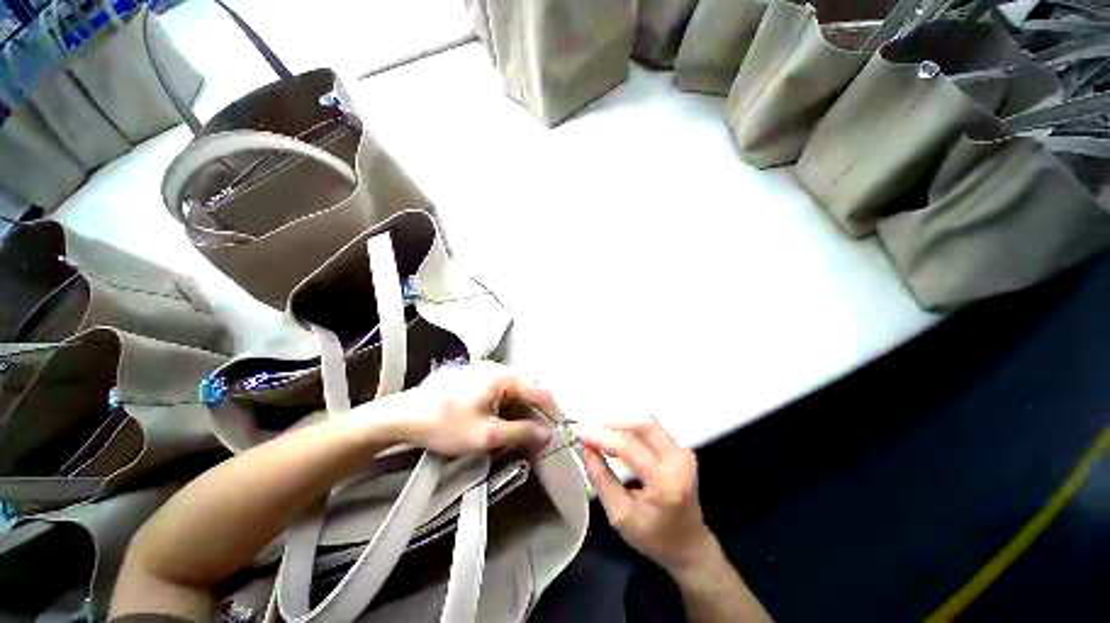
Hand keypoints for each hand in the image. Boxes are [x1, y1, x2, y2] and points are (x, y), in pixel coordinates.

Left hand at [387, 361, 554, 455]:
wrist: (403, 416)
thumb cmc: (446, 424)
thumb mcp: (486, 435)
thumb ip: (520, 432)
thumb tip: (547, 434)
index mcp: (503, 377)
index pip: (539, 391)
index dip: (552, 411)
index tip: (560, 430)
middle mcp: (498, 369)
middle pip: (528, 390)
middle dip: (537, 413)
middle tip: (542, 436)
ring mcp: (485, 373)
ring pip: (515, 393)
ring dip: (522, 412)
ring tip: (525, 434)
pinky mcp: (476, 381)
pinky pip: (502, 394)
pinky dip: (509, 409)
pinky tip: (505, 425)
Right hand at [578, 417, 715, 573]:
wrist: (690, 545)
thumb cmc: (654, 537)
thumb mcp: (621, 516)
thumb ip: (602, 480)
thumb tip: (586, 448)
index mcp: (666, 481)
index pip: (629, 446)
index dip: (601, 435)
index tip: (579, 430)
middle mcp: (678, 459)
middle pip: (641, 425)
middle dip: (611, 424)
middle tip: (589, 430)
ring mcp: (682, 451)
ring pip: (645, 423)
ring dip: (620, 424)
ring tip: (598, 434)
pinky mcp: (680, 449)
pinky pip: (650, 430)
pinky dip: (630, 429)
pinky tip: (615, 438)